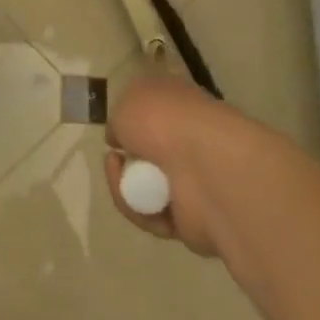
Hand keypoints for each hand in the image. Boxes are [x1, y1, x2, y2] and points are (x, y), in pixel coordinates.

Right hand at [103, 73, 239, 256]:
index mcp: (182, 106)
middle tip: (113, 155)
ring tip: (116, 170)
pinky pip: (152, 217)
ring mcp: (193, 181)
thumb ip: (120, 118)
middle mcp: (190, 141)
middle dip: (125, 157)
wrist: (205, 167)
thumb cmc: (164, 120)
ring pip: (146, 187)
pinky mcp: (191, 219)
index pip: (159, 109)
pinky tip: (131, 197)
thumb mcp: (128, 100)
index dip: (135, 116)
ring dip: (124, 183)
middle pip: (149, 153)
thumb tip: (121, 137)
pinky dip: (137, 209)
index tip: (116, 125)